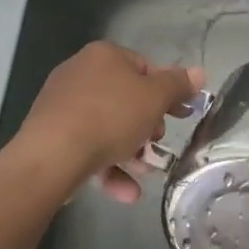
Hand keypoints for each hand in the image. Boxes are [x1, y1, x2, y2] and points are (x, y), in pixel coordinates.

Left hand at [10, 42, 203, 202]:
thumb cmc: (109, 116)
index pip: (144, 68)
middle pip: (125, 99)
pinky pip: (87, 147)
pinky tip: (125, 193)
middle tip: (158, 143)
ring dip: (130, 151)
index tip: (179, 115)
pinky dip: (107, 167)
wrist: (51, 156)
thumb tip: (199, 73)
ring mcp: (61, 106)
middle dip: (147, 126)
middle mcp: (80, 74)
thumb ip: (178, 85)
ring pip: (106, 126)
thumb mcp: (154, 98)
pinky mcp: (49, 136)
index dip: (165, 92)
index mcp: (104, 56)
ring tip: (145, 174)